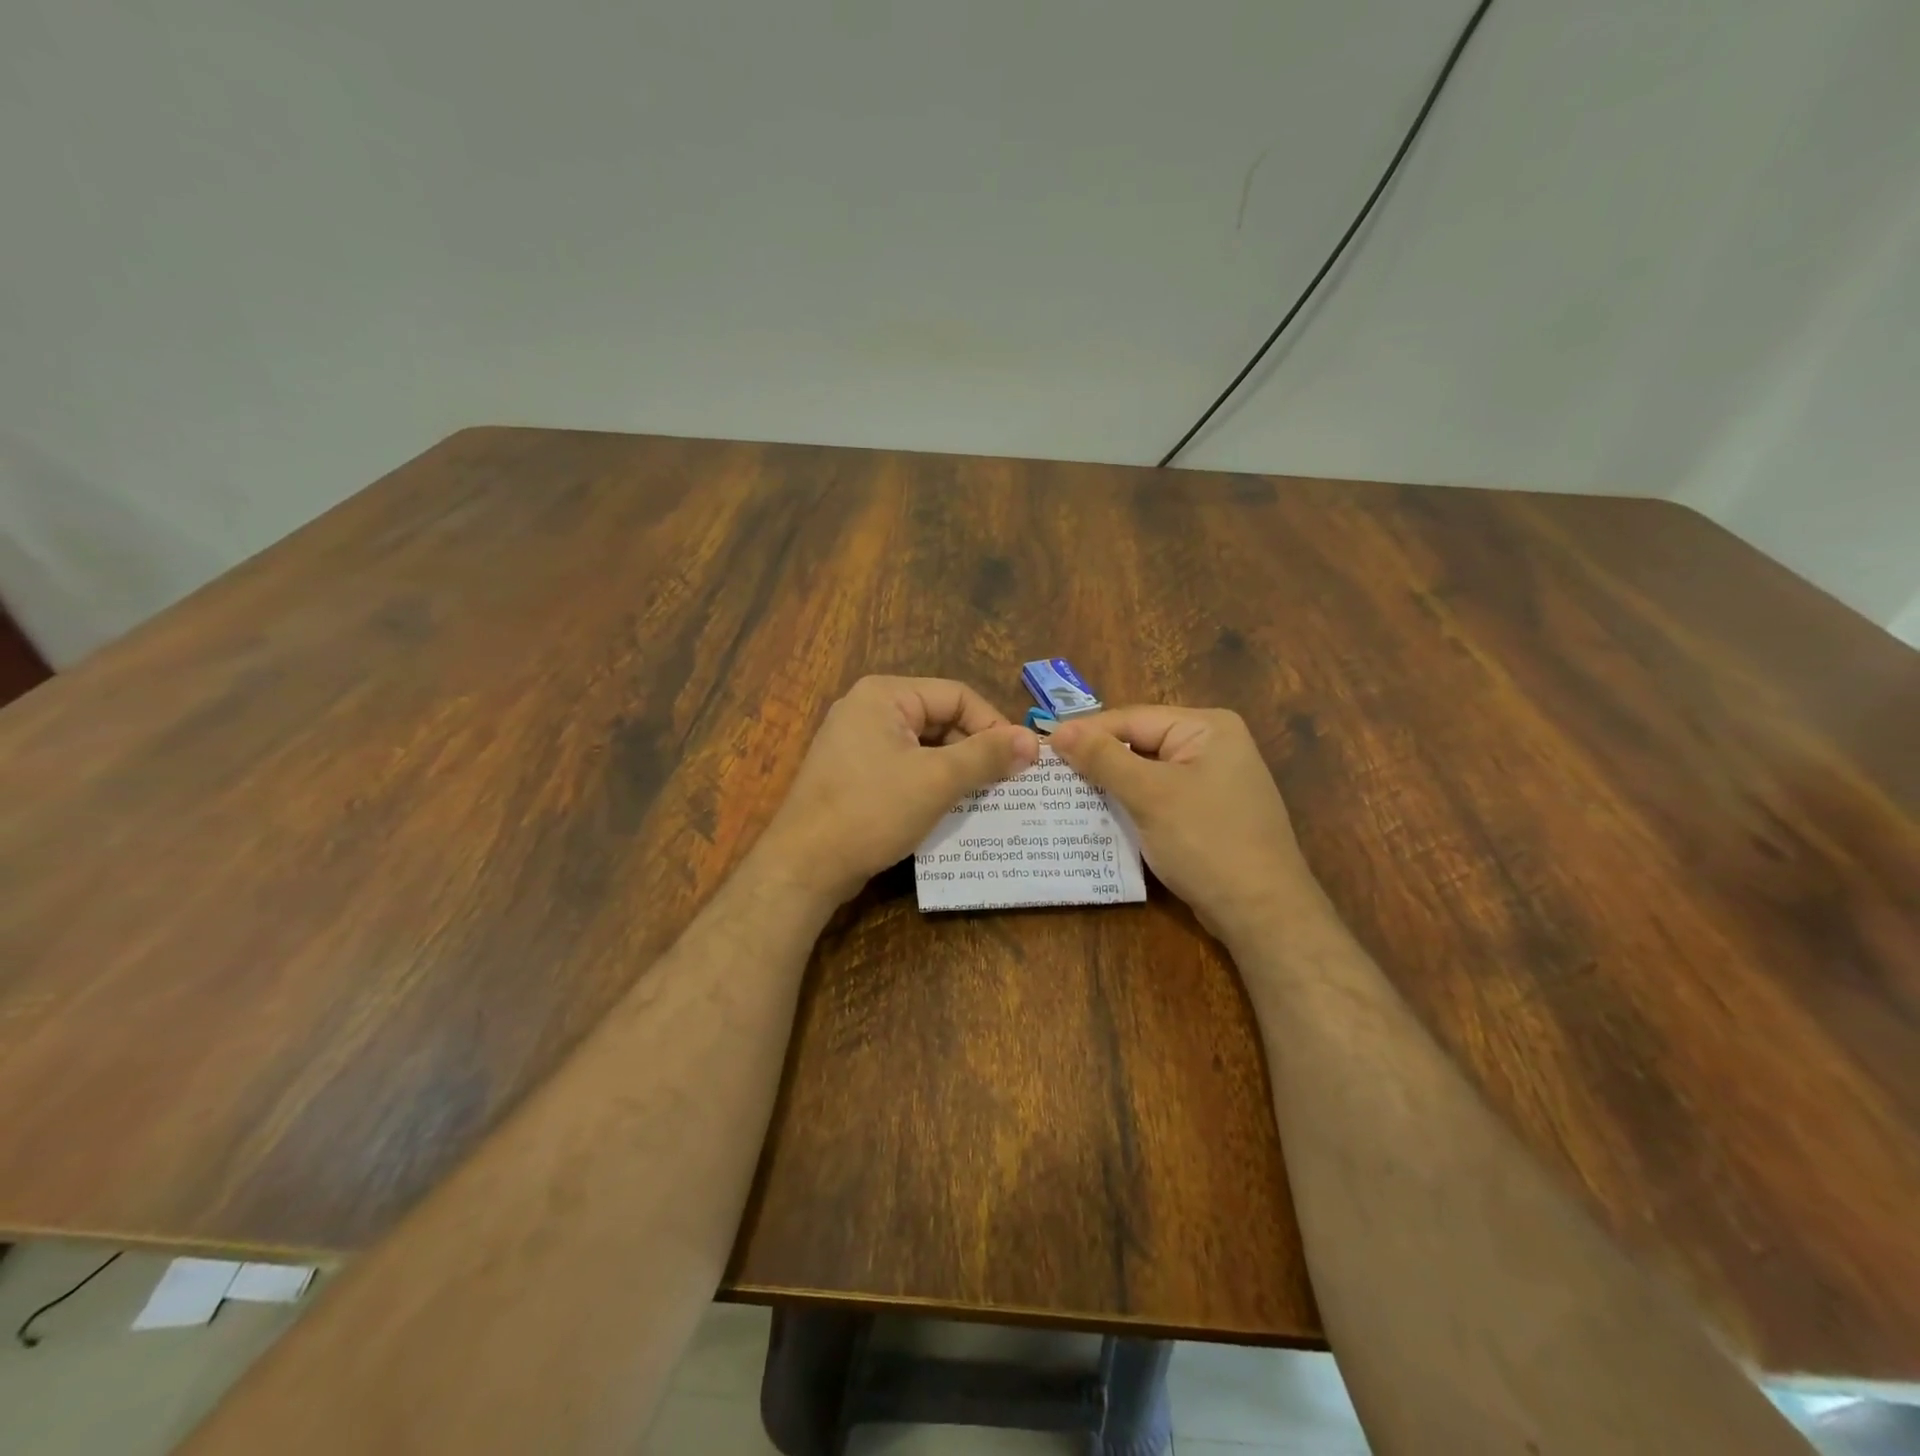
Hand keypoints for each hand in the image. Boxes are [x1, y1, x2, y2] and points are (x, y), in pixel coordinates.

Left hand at [757, 676, 1038, 903]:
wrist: (805, 865)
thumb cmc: (872, 811)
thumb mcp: (937, 780)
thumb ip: (986, 756)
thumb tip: (1031, 741)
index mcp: (885, 695)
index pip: (957, 696)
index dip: (994, 726)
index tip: (1021, 762)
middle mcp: (868, 709)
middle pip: (940, 719)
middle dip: (975, 750)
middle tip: (1007, 783)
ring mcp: (857, 742)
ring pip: (924, 746)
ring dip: (956, 770)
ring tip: (986, 798)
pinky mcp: (854, 774)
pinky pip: (904, 767)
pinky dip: (931, 783)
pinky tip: (950, 809)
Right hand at [1050, 706, 1317, 940]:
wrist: (1263, 913)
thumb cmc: (1207, 842)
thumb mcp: (1150, 796)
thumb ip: (1103, 759)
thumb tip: (1058, 731)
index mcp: (1207, 727)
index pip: (1132, 718)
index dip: (1086, 732)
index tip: (1041, 746)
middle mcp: (1212, 745)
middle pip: (1139, 743)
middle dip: (1096, 760)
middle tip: (1047, 772)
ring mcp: (1211, 780)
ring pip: (1145, 772)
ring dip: (1109, 784)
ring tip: (1062, 793)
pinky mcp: (1205, 812)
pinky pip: (1157, 797)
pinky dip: (1129, 804)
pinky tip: (1098, 816)